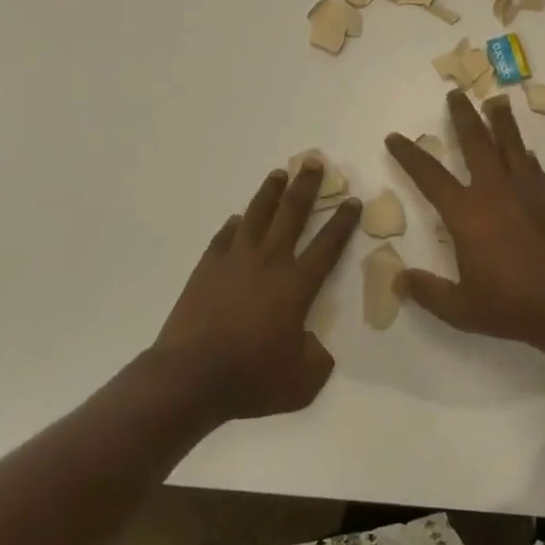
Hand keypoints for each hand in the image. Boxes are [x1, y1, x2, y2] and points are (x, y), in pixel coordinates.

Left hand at [149, 160, 359, 422]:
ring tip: (279, 174)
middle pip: (292, 214)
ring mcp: (235, 260)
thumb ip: (317, 358)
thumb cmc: (251, 378)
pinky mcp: (207, 268)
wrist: (191, 376)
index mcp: (297, 285)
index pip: (328, 244)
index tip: (352, 199)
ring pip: (257, 215)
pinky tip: (238, 220)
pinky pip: (224, 237)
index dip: (343, 221)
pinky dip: (234, 225)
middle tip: (314, 162)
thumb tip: (316, 345)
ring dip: (270, 192)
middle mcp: (269, 262)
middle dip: (307, 187)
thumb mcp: (302, 381)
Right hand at [383, 90, 544, 352]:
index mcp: (466, 213)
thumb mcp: (461, 309)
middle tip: (456, 93)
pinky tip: (524, 150)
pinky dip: (523, 152)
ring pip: (510, 144)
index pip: (429, 175)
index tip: (395, 137)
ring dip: (500, 120)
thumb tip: (399, 280)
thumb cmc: (513, 305)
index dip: (409, 155)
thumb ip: (428, 292)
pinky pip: (532, 165)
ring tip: (497, 100)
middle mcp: (494, 191)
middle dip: (462, 115)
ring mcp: (526, 190)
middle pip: (475, 141)